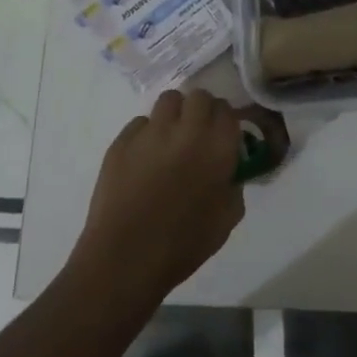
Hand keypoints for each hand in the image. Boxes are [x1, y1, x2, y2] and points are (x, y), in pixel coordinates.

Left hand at [70, 89, 245, 306]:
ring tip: (170, 138)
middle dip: (202, 110)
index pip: (228, 111)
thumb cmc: (182, 245)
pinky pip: (140, 123)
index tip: (221, 136)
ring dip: (175, 114)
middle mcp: (187, 130)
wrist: (124, 259)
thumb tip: (228, 171)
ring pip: (169, 100)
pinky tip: (143, 159)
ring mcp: (151, 132)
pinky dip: (147, 134)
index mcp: (217, 148)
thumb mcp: (226, 220)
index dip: (225, 122)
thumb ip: (233, 186)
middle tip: (197, 134)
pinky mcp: (122, 141)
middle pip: (200, 96)